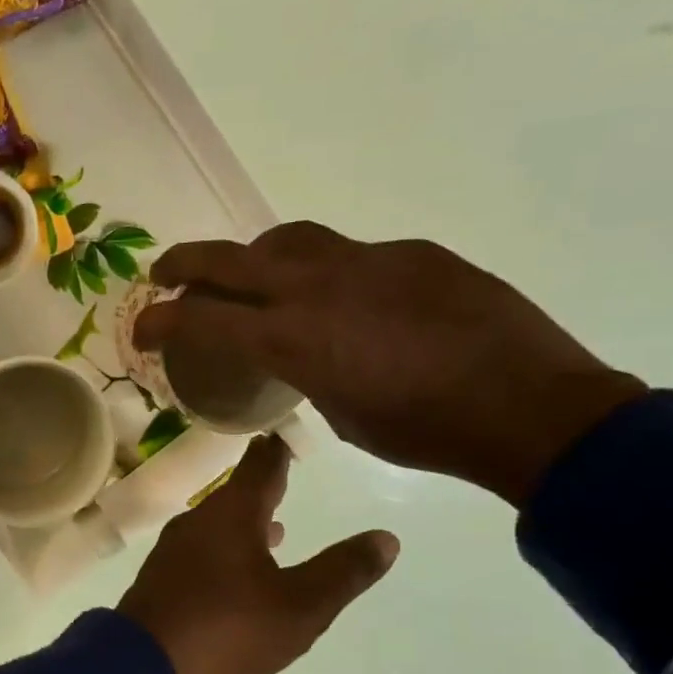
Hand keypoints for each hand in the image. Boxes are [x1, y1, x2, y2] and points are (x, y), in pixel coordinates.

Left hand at [118, 436, 397, 673]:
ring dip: (246, 521)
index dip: (278, 449)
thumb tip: (386, 537)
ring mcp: (174, 550)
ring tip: (275, 526)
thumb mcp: (300, 606)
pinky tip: (237, 569)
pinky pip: (202, 550)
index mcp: (232, 515)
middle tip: (285, 471)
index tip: (286, 430)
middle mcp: (199, 521)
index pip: (261, 466)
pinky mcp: (162, 578)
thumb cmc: (228, 630)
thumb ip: (343, 572)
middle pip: (236, 493)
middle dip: (263, 484)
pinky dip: (227, 548)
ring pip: (218, 524)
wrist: (142, 668)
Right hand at [133, 225, 646, 505]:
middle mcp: (319, 286)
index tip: (142, 325)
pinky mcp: (412, 254)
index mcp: (294, 337)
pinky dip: (328, 273)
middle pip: (231, 256)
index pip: (203, 315)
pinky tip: (350, 303)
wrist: (529, 406)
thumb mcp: (344, 417)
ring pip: (290, 240)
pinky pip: (352, 255)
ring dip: (256, 256)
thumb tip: (306, 359)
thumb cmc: (425, 433)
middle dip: (187, 262)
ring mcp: (368, 260)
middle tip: (167, 272)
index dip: (161, 318)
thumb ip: (308, 375)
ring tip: (252, 278)